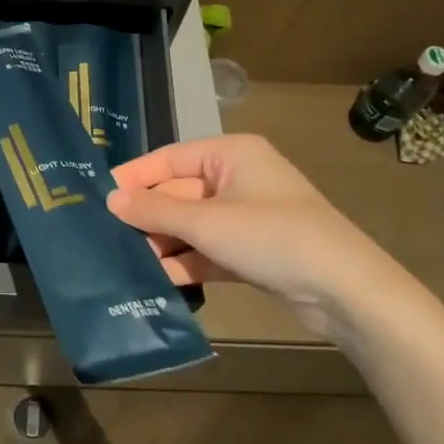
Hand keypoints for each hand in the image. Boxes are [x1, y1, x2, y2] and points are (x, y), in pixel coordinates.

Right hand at [106, 134, 405, 331]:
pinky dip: (187, 261)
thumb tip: (110, 199)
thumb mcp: (207, 222)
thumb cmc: (272, 236)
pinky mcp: (253, 250)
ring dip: (164, 242)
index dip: (135, 176)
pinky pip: (209, 249)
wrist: (344, 290)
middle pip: (180, 192)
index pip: (170, 158)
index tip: (99, 194)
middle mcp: (238, 177)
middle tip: (106, 235)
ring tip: (124, 261)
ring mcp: (247, 216)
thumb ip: (156, 211)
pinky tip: (157, 279)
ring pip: (193, 224)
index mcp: (230, 154)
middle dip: (148, 216)